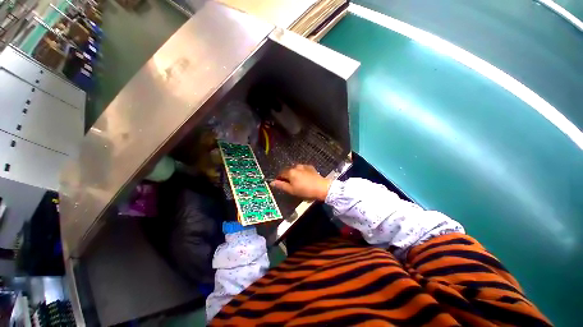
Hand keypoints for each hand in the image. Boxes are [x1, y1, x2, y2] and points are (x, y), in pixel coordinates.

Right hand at [270, 164, 331, 200]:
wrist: (321, 187)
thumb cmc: (305, 190)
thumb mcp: (291, 190)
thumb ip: (281, 185)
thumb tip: (272, 182)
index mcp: (290, 172)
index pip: (280, 174)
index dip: (279, 179)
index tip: (280, 184)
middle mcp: (295, 167)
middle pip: (288, 171)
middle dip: (287, 177)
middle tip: (290, 185)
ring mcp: (303, 166)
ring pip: (295, 170)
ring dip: (294, 174)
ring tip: (298, 182)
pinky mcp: (310, 167)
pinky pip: (302, 169)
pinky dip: (301, 172)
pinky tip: (304, 178)